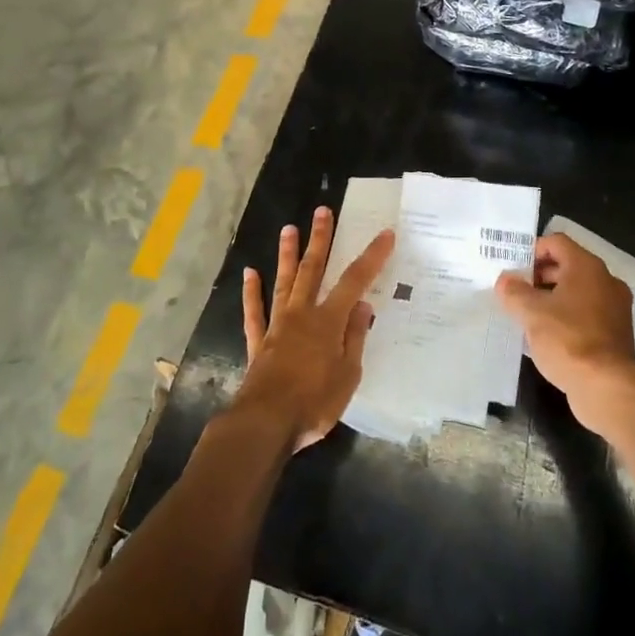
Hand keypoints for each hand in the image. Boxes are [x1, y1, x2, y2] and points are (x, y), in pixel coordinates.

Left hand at [237, 207, 392, 451]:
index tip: (385, 234)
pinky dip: (252, 292)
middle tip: (322, 211)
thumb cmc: (314, 402)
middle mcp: (302, 315)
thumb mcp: (348, 375)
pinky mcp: (258, 343)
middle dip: (320, 240)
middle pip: (313, 270)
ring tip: (289, 228)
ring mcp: (277, 326)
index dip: (371, 257)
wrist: (265, 423)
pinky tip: (249, 273)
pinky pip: (255, 312)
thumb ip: (354, 337)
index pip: (354, 281)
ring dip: (287, 255)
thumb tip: (362, 305)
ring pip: (284, 282)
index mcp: (328, 321)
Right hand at [497, 233, 634, 428]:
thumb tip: (505, 281)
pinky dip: (566, 317)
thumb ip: (514, 292)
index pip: (557, 242)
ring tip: (525, 314)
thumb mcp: (531, 313)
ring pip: (577, 292)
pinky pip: (586, 314)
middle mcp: (606, 281)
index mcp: (587, 267)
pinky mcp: (615, 334)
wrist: (607, 387)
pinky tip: (545, 336)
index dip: (532, 250)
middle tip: (514, 291)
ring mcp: (614, 309)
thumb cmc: (567, 339)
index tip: (512, 268)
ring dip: (551, 298)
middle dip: (539, 276)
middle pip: (567, 266)